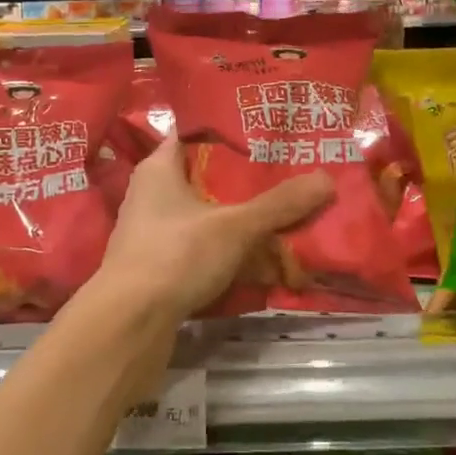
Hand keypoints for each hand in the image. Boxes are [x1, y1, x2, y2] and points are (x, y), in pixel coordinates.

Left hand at [94, 135, 334, 321]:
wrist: (128, 324)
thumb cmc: (175, 255)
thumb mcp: (235, 226)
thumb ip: (279, 204)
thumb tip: (327, 179)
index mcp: (160, 167)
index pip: (196, 132)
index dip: (231, 130)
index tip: (268, 130)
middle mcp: (152, 193)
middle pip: (206, 175)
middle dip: (245, 178)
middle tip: (289, 171)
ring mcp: (154, 231)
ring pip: (206, 213)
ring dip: (239, 217)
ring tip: (283, 212)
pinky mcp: (160, 265)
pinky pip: (201, 246)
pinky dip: (228, 248)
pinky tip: (260, 256)